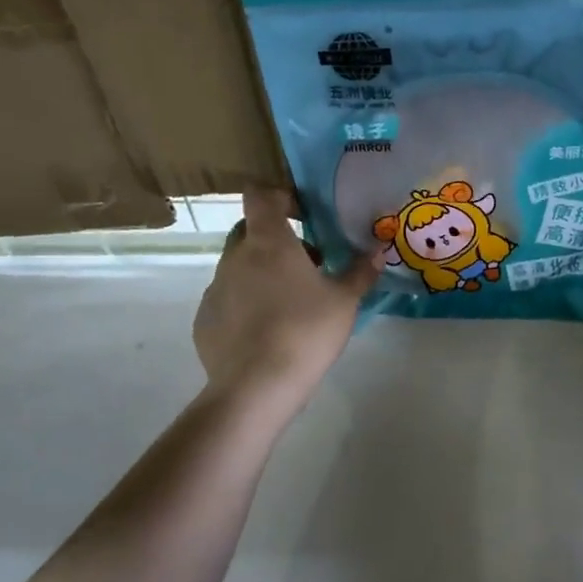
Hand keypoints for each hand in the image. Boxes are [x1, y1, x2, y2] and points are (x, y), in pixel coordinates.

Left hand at [193, 188, 380, 414]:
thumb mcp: (345, 301)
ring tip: (290, 303)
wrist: (256, 386)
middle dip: (275, 239)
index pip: (261, 195)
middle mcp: (235, 257)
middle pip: (249, 230)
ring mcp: (215, 288)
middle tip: (307, 264)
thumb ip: (360, 272)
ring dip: (262, 273)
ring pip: (238, 266)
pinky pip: (228, 299)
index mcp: (268, 242)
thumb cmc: (306, 331)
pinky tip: (267, 331)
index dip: (280, 197)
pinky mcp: (205, 319)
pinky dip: (246, 304)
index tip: (303, 214)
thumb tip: (377, 251)